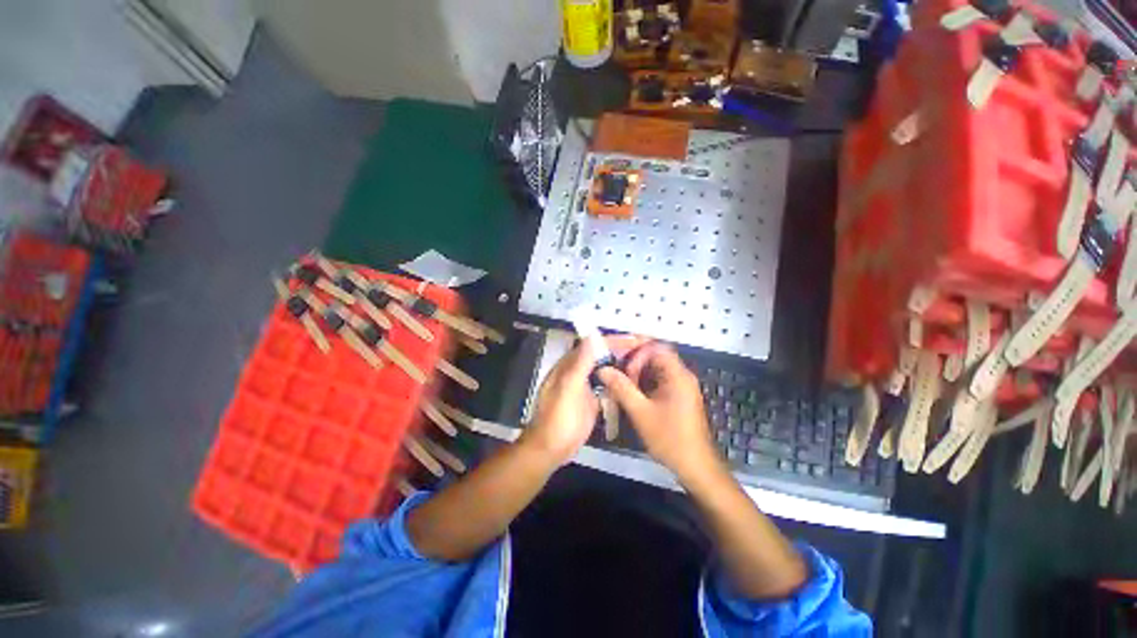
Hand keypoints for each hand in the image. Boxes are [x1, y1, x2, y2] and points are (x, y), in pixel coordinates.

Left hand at [523, 335, 645, 464]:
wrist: (552, 449)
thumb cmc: (558, 419)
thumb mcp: (568, 388)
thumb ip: (580, 363)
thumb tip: (592, 336)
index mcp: (569, 365)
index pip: (594, 345)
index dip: (615, 341)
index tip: (636, 340)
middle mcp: (577, 371)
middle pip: (601, 355)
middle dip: (621, 350)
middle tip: (646, 348)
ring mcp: (585, 385)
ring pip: (605, 368)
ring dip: (622, 363)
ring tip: (645, 360)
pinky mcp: (592, 399)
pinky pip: (607, 384)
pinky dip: (619, 379)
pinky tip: (634, 380)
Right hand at [598, 342, 721, 480]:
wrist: (695, 466)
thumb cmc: (670, 438)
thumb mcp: (641, 412)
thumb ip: (621, 388)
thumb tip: (603, 370)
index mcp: (678, 375)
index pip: (656, 348)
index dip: (637, 353)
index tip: (623, 368)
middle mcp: (682, 376)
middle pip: (656, 356)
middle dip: (634, 362)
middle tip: (617, 373)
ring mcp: (682, 386)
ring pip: (656, 369)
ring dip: (638, 373)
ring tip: (621, 384)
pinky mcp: (679, 397)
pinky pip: (659, 380)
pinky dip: (644, 382)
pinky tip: (632, 394)